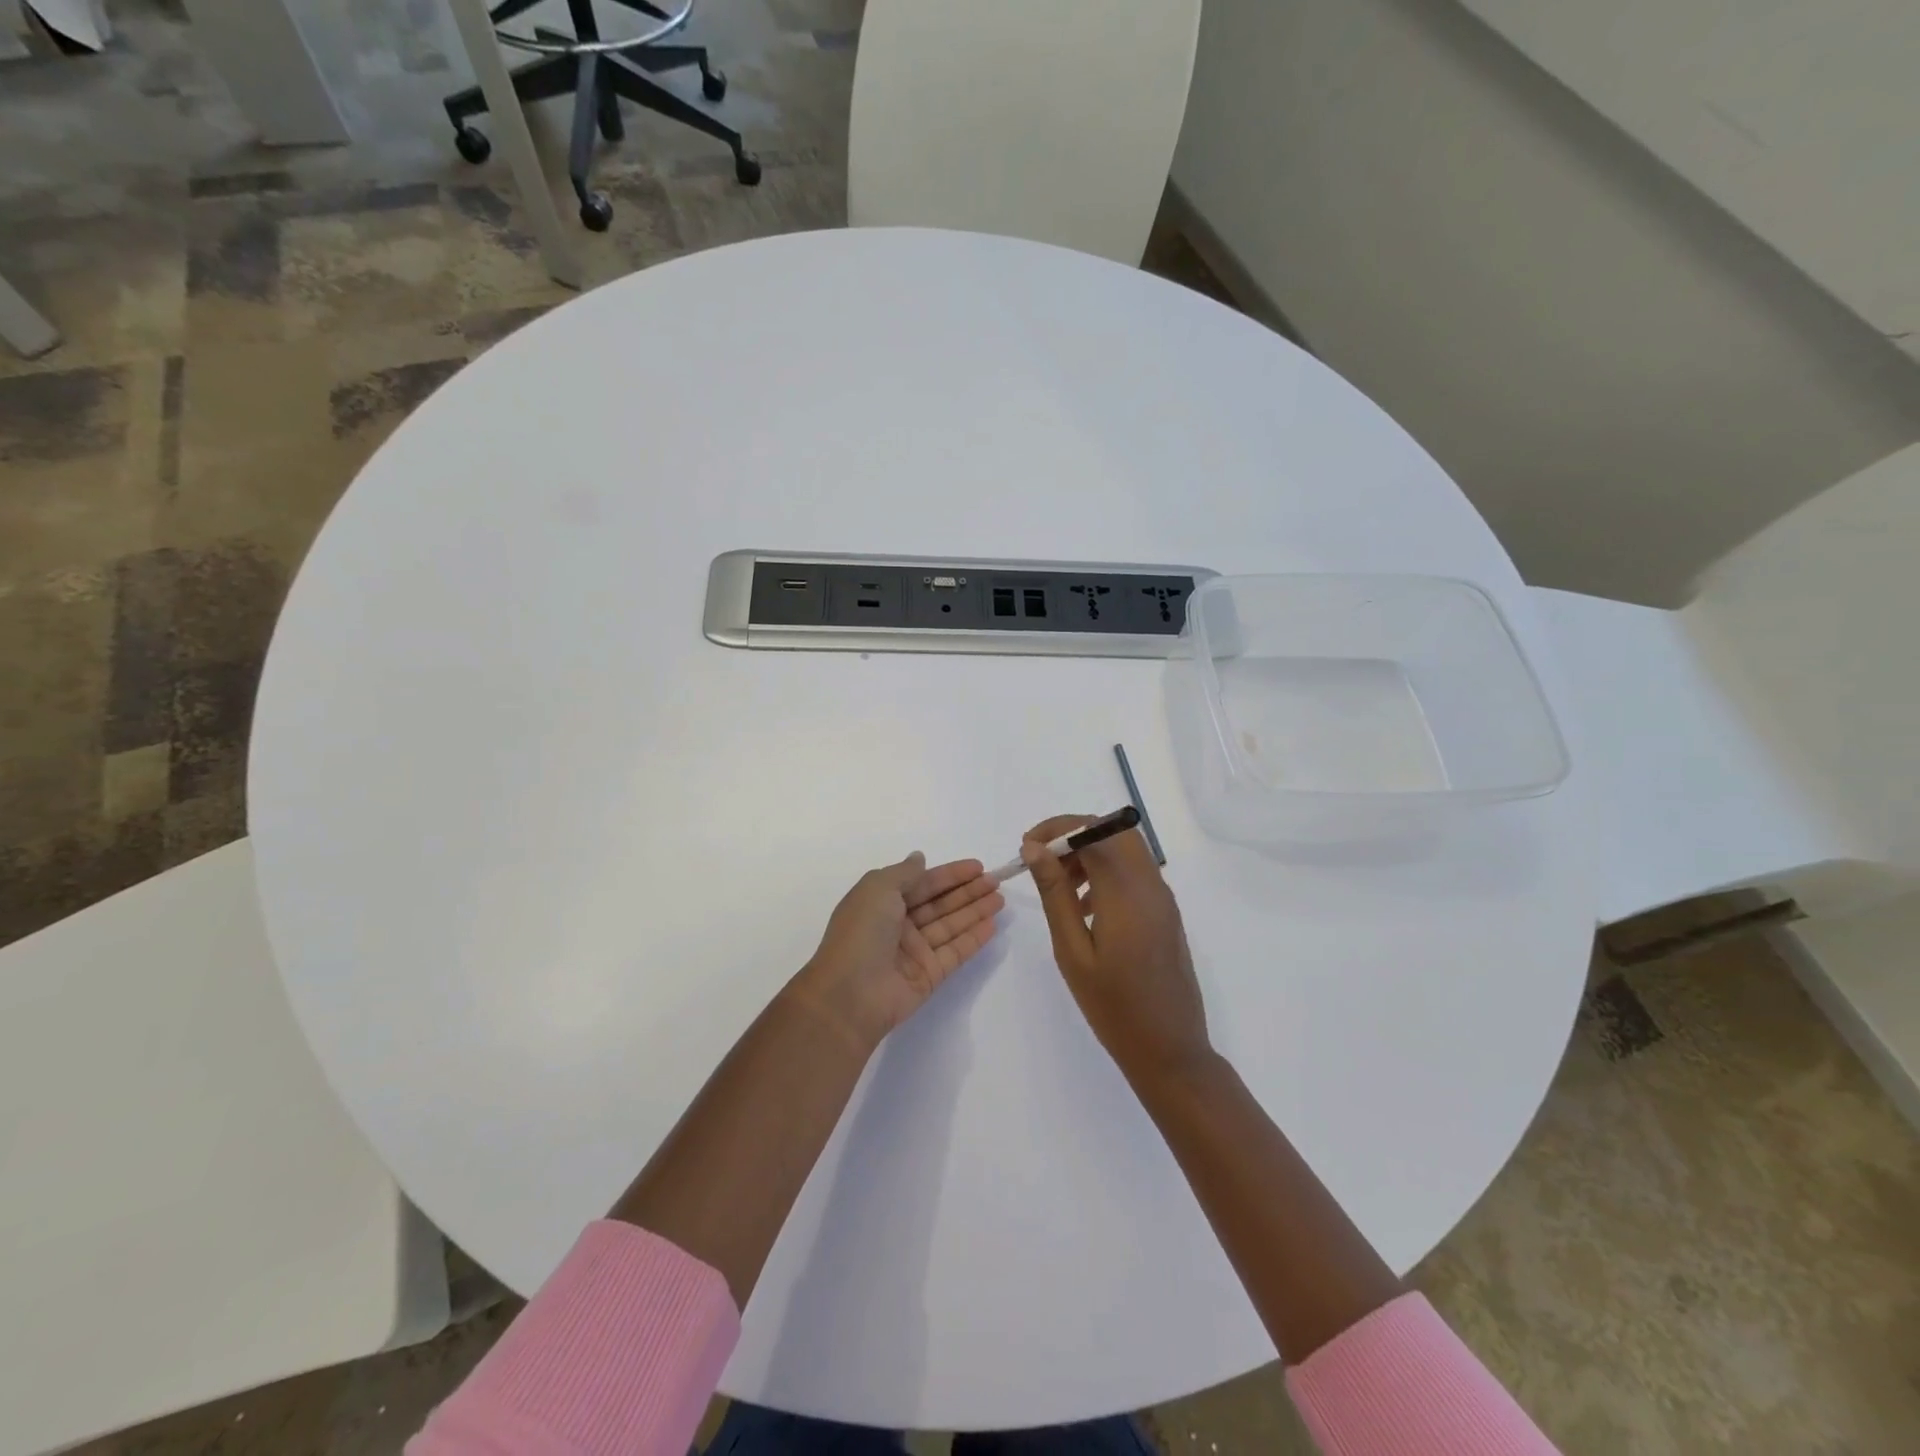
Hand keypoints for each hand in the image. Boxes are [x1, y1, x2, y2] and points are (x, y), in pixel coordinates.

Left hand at [791, 853, 1004, 1048]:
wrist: (850, 994)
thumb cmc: (861, 932)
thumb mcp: (878, 888)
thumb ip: (905, 872)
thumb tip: (919, 858)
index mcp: (882, 902)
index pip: (922, 883)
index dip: (949, 874)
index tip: (977, 866)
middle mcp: (899, 925)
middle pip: (939, 903)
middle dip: (967, 891)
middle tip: (995, 881)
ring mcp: (914, 951)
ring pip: (950, 925)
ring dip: (975, 911)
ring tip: (1000, 899)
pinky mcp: (929, 975)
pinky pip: (955, 951)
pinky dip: (973, 938)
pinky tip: (992, 924)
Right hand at [1023, 814, 1212, 1083]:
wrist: (1169, 1050)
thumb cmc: (1113, 1005)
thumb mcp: (1072, 950)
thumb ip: (1055, 894)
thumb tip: (1036, 848)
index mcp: (1126, 891)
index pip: (1092, 831)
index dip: (1057, 829)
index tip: (1027, 848)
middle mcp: (1150, 884)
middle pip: (1112, 832)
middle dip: (1073, 836)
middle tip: (1042, 863)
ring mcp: (1163, 898)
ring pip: (1125, 849)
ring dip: (1090, 853)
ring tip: (1059, 887)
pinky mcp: (1165, 912)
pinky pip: (1135, 872)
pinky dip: (1107, 871)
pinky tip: (1085, 907)